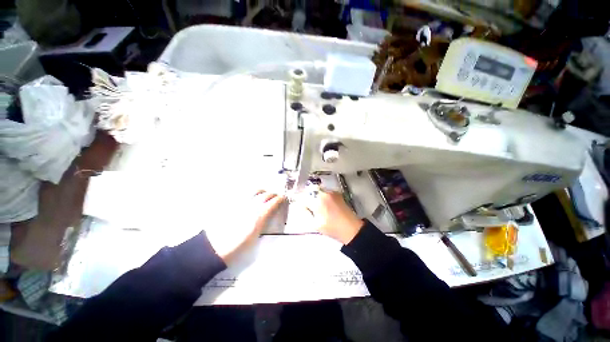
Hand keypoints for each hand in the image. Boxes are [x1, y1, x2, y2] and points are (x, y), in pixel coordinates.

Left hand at [209, 190, 284, 264]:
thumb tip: (267, 215)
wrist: (213, 248)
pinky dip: (251, 193)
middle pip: (266, 195)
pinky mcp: (232, 203)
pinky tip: (251, 197)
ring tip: (264, 194)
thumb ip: (263, 223)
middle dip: (273, 194)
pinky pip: (244, 194)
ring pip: (254, 191)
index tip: (283, 198)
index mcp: (259, 216)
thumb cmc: (236, 248)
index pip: (273, 202)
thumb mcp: (255, 238)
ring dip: (262, 192)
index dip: (280, 199)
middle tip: (275, 197)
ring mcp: (241, 203)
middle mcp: (251, 206)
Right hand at [302, 190, 363, 244]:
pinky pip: (326, 193)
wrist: (351, 228)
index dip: (300, 202)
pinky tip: (326, 207)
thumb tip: (300, 206)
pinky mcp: (337, 193)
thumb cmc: (333, 228)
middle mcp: (325, 193)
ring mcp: (332, 192)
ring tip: (319, 209)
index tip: (299, 206)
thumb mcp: (315, 224)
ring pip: (318, 192)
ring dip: (316, 197)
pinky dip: (323, 197)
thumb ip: (306, 213)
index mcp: (318, 200)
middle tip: (310, 208)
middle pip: (311, 192)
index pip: (303, 197)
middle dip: (308, 199)